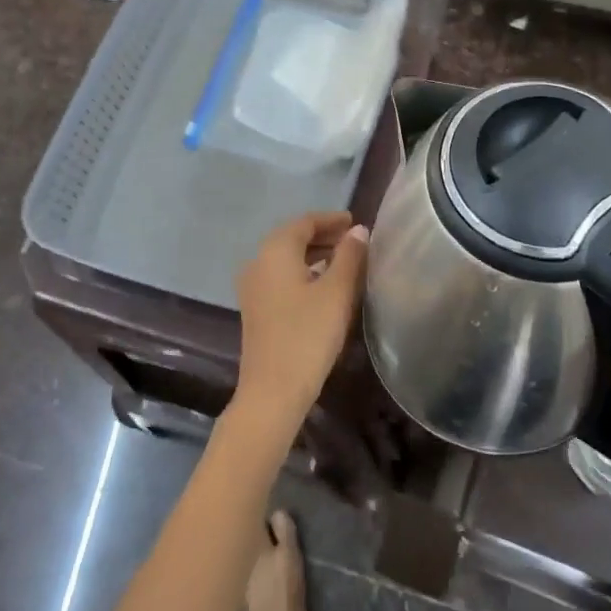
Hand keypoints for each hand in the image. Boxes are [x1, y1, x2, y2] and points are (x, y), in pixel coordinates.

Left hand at [232, 211, 368, 434]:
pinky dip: (304, 272)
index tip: (355, 221)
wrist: (273, 391)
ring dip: (314, 255)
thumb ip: (349, 256)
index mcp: (275, 251)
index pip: (304, 222)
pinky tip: (324, 286)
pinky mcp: (256, 309)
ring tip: (345, 261)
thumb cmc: (308, 335)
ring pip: (286, 259)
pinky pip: (281, 277)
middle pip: (292, 238)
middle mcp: (258, 262)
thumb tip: (358, 231)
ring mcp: (253, 287)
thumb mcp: (336, 292)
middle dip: (323, 235)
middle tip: (354, 240)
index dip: (331, 219)